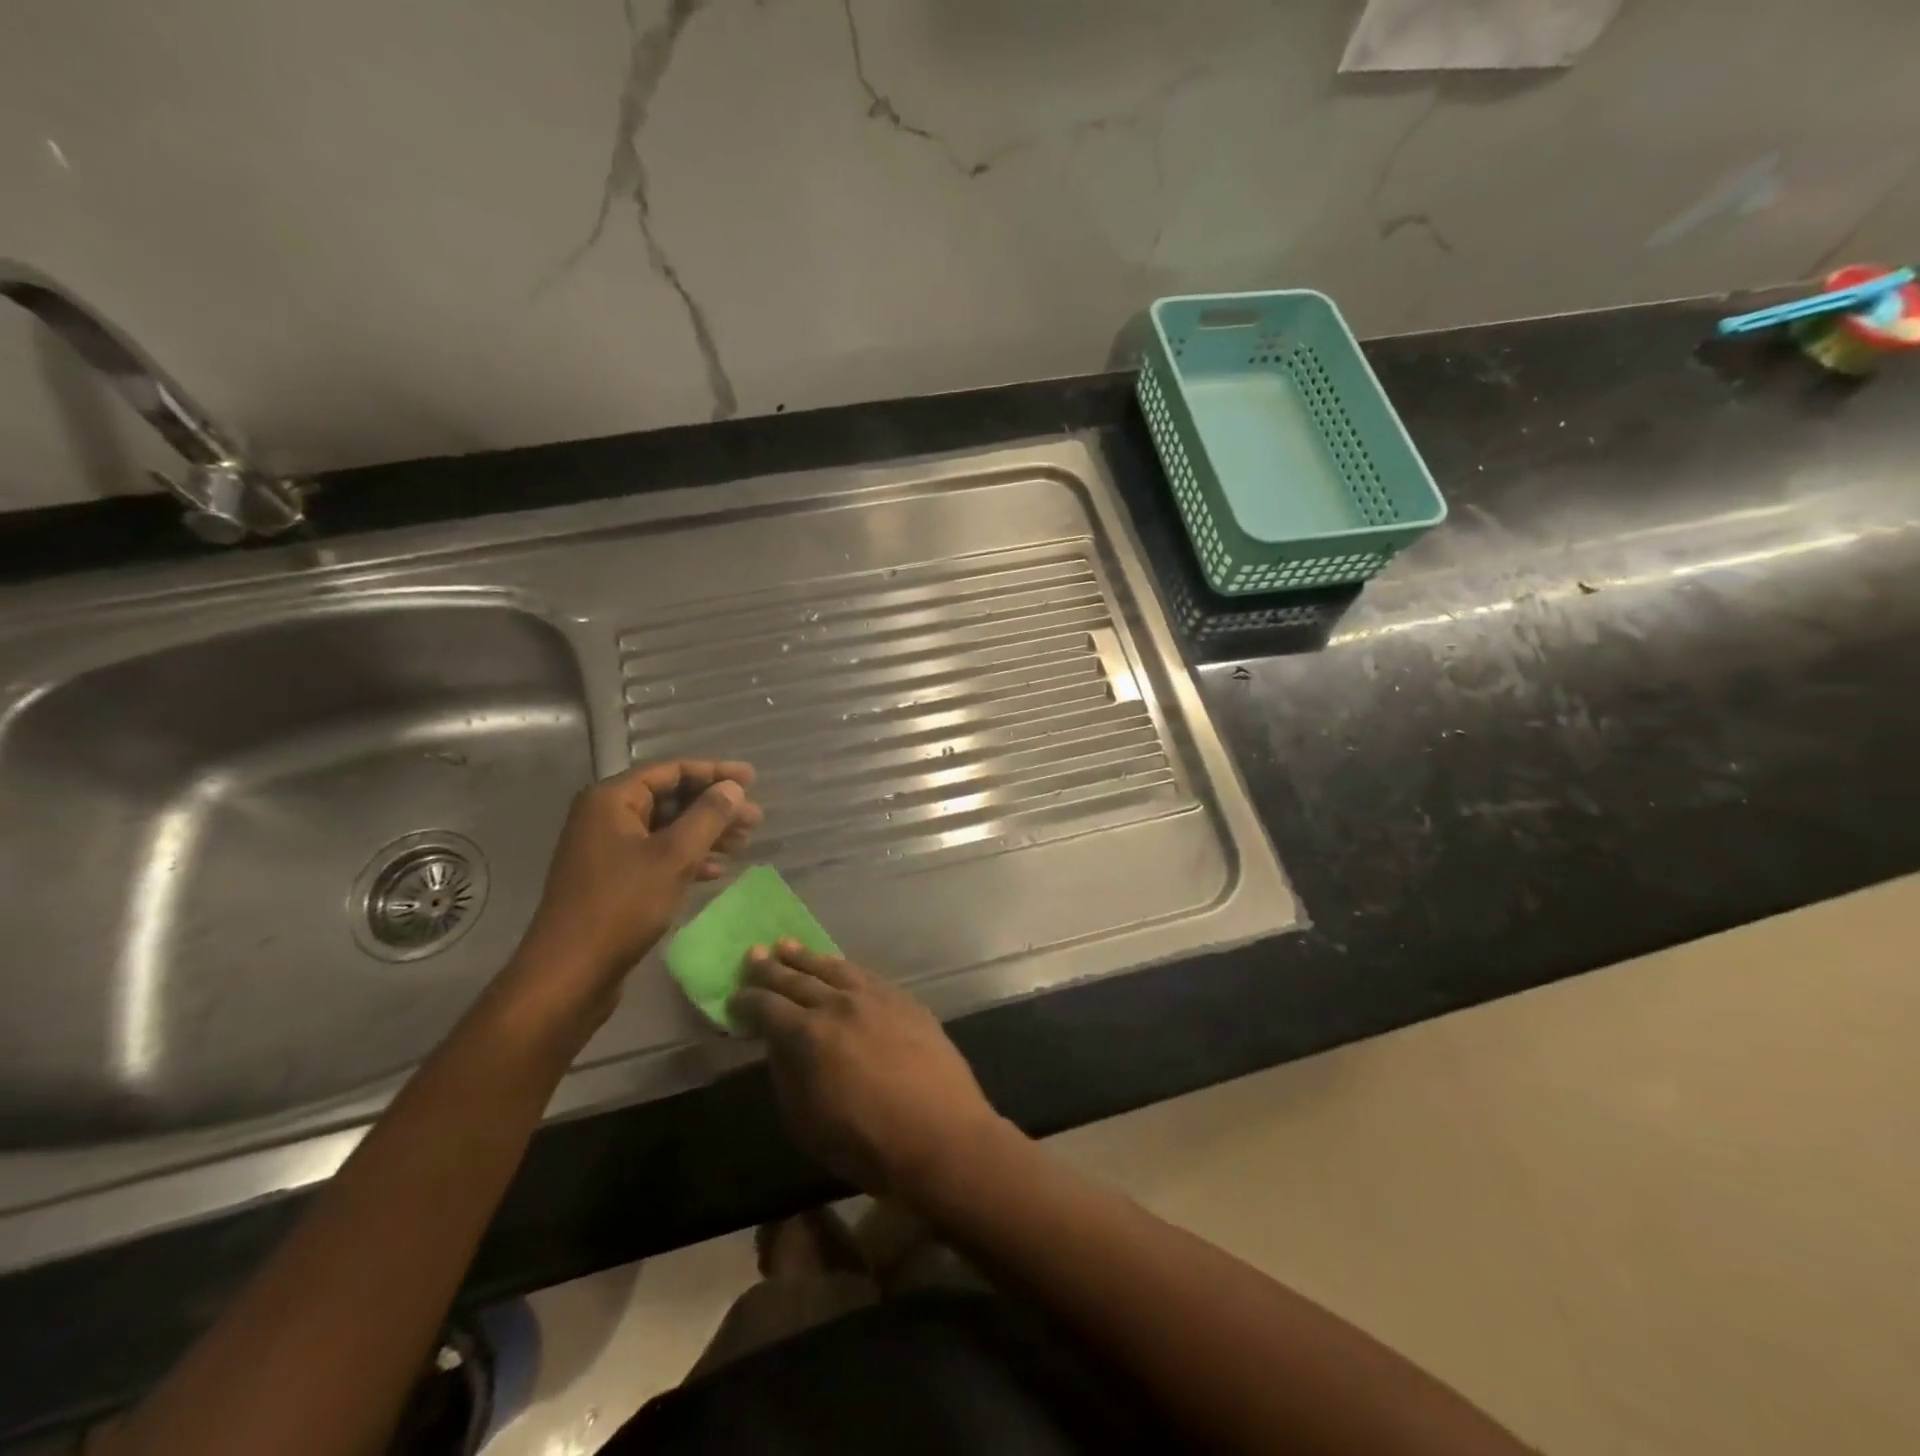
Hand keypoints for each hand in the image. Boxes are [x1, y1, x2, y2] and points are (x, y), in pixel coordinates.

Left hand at [505, 759, 760, 1026]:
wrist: (570, 973)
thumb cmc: (622, 906)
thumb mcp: (674, 856)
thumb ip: (708, 816)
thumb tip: (733, 788)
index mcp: (612, 800)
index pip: (671, 771)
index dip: (715, 772)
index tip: (752, 779)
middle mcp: (605, 817)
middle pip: (669, 798)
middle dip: (713, 807)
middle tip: (755, 818)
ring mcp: (606, 850)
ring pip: (666, 829)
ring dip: (705, 833)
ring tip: (742, 844)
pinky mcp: (611, 879)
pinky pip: (656, 855)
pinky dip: (686, 858)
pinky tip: (714, 872)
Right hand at [730, 941, 1005, 1194]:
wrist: (941, 1134)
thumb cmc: (867, 1142)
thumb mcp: (807, 1123)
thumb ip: (787, 1076)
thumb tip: (779, 1045)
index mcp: (809, 1034)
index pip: (768, 1008)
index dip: (747, 1001)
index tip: (735, 996)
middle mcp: (840, 1004)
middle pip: (798, 979)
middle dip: (771, 968)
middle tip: (753, 954)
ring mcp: (876, 997)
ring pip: (833, 968)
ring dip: (807, 958)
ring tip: (787, 946)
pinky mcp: (904, 1000)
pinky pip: (865, 975)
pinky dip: (843, 968)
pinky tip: (838, 966)